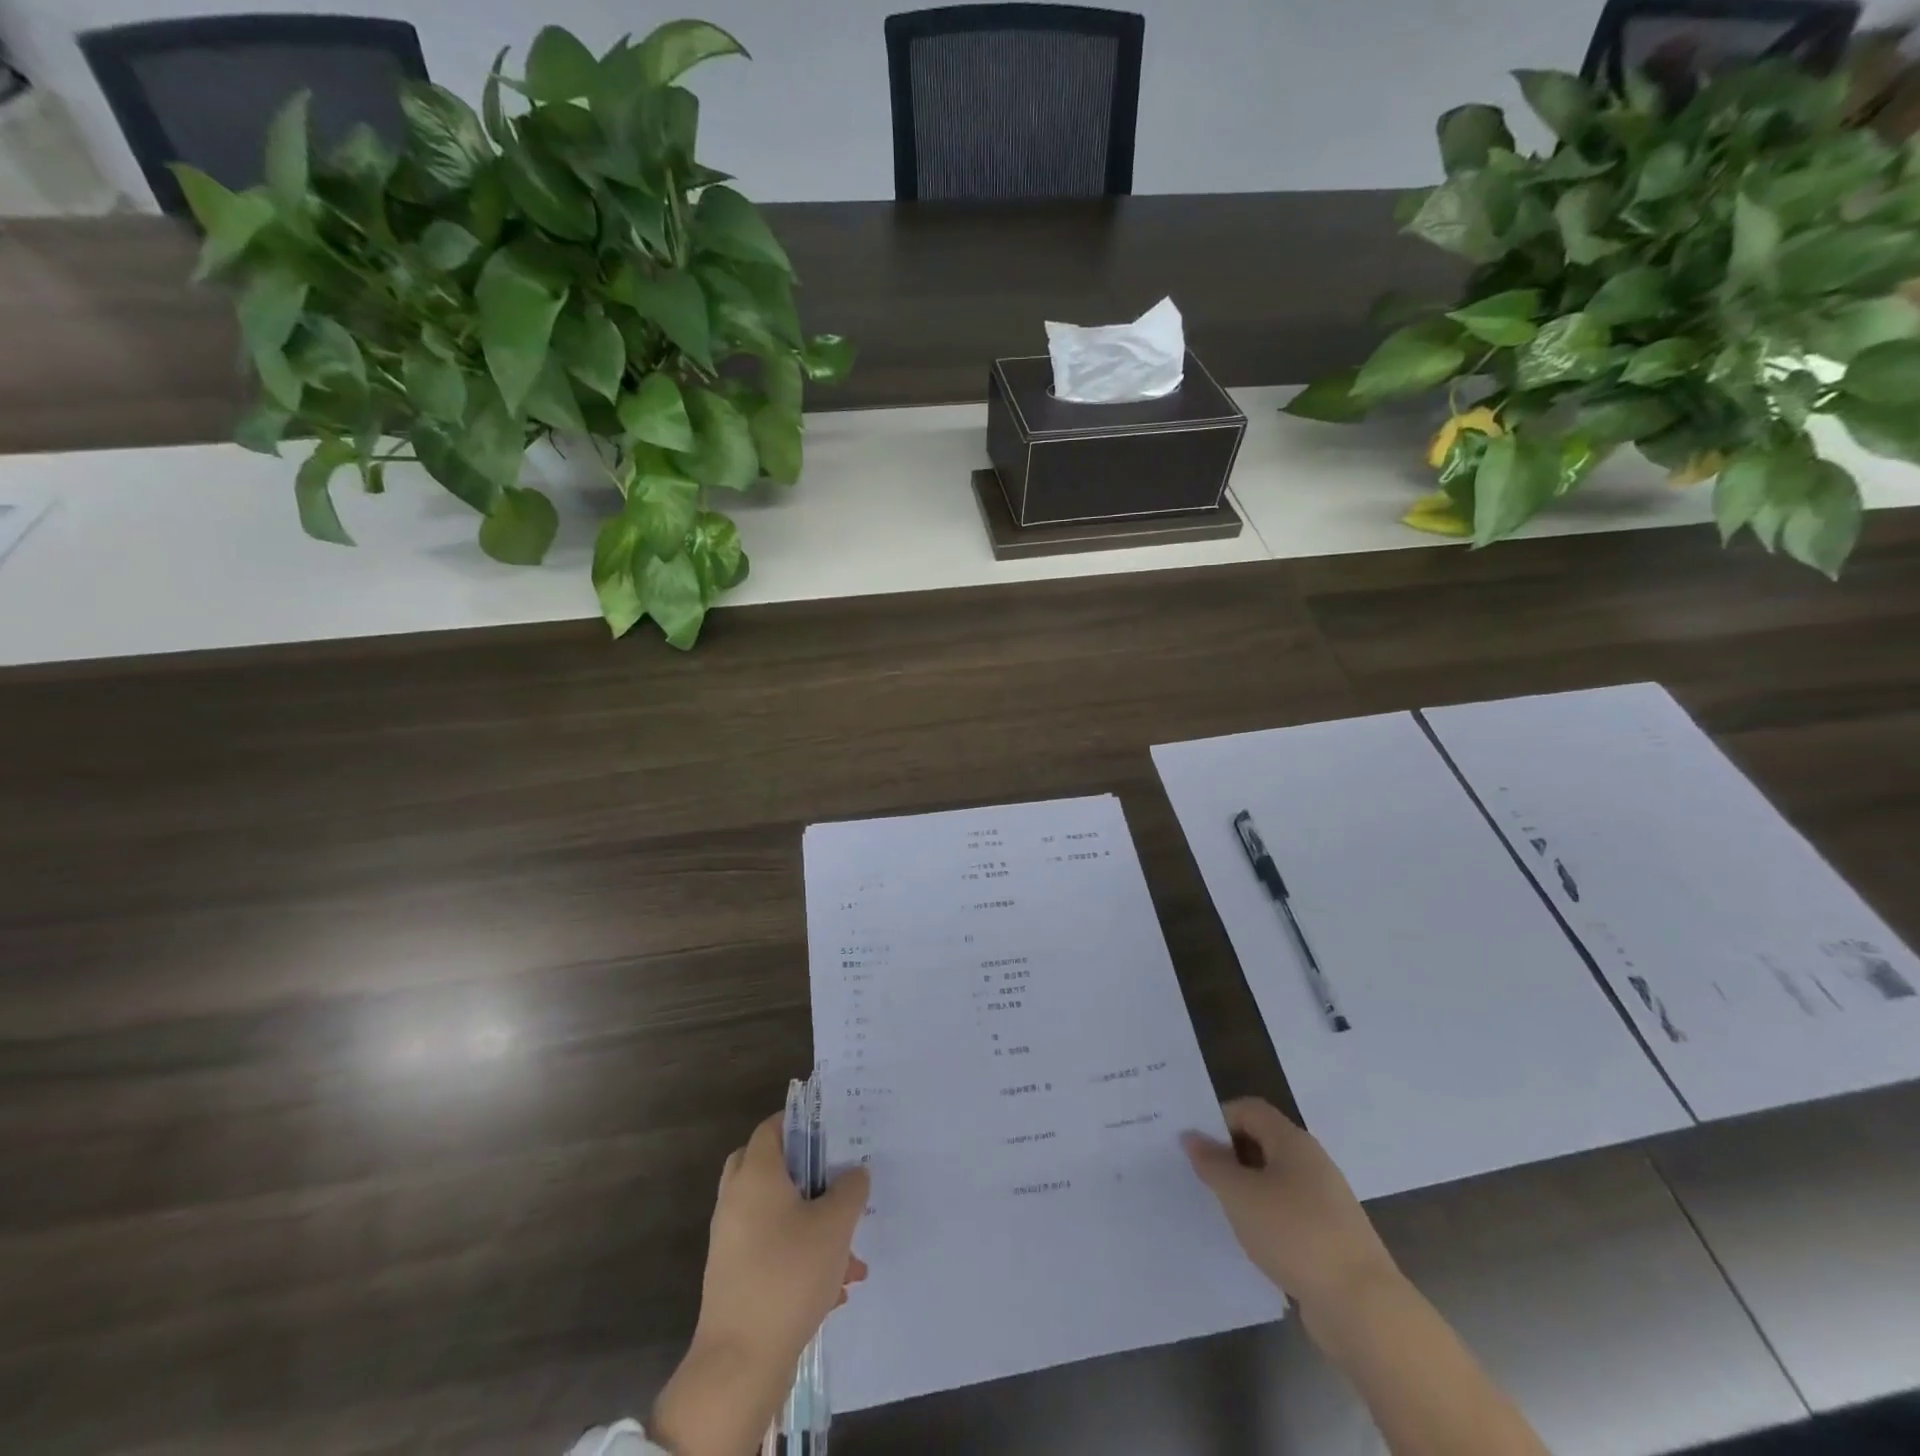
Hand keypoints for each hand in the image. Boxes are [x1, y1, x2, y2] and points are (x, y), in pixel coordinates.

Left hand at [652, 1112, 868, 1455]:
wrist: (740, 1362)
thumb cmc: (788, 1275)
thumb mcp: (835, 1225)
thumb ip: (850, 1189)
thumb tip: (854, 1172)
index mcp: (756, 1174)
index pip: (773, 1126)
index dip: (802, 1123)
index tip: (832, 1132)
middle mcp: (737, 1199)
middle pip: (767, 1166)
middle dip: (804, 1173)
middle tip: (834, 1180)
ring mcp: (731, 1240)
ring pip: (775, 1213)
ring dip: (811, 1224)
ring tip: (851, 1253)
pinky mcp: (734, 1276)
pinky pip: (771, 1249)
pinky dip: (799, 1256)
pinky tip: (835, 1287)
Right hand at [1182, 1098, 1398, 1324]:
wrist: (1362, 1307)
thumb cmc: (1294, 1234)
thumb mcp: (1239, 1194)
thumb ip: (1212, 1163)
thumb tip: (1191, 1136)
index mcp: (1293, 1141)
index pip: (1250, 1110)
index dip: (1219, 1120)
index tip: (1194, 1145)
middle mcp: (1312, 1162)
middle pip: (1263, 1142)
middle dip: (1230, 1155)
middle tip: (1200, 1176)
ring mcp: (1325, 1201)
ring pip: (1275, 1181)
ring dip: (1247, 1189)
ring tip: (1220, 1210)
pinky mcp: (1331, 1237)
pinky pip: (1289, 1213)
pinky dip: (1267, 1219)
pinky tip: (1252, 1241)